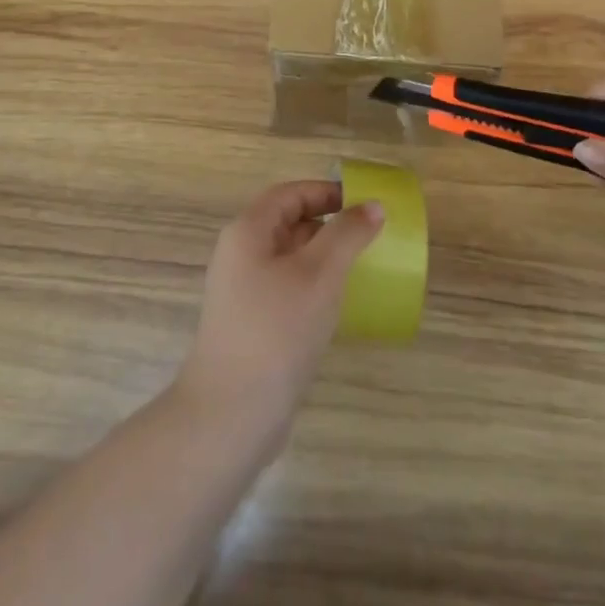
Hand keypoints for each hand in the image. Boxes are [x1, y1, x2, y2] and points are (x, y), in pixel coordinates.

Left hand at [176, 180, 384, 447]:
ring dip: (322, 258)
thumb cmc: (277, 329)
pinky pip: (286, 290)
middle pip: (287, 223)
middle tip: (368, 237)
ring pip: (288, 259)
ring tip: (359, 269)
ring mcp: (242, 292)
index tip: (364, 203)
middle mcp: (240, 255)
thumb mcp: (319, 274)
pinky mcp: (251, 325)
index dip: (326, 192)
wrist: (231, 412)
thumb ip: (348, 234)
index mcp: (248, 232)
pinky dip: (312, 288)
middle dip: (328, 224)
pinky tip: (337, 307)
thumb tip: (372, 206)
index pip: (289, 194)